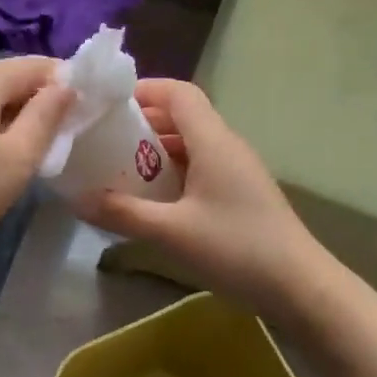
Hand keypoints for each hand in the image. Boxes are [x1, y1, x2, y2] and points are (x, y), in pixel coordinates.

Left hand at [0, 57, 73, 269]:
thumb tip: (67, 85)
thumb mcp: (16, 159)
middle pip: (8, 77)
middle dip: (34, 102)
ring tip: (18, 153)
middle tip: (51, 143)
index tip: (83, 113)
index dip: (64, 84)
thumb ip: (46, 116)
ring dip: (7, 115)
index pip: (37, 65)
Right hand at [76, 79, 325, 314]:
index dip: (144, 90)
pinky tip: (153, 200)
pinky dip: (172, 172)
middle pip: (182, 116)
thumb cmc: (236, 249)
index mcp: (213, 141)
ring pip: (190, 144)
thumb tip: (76, 199)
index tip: (108, 104)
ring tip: (119, 170)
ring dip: (155, 150)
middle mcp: (226, 146)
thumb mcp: (171, 232)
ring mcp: (237, 170)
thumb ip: (122, 213)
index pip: (178, 92)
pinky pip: (200, 167)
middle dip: (141, 123)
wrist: (300, 287)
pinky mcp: (241, 193)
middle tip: (104, 140)